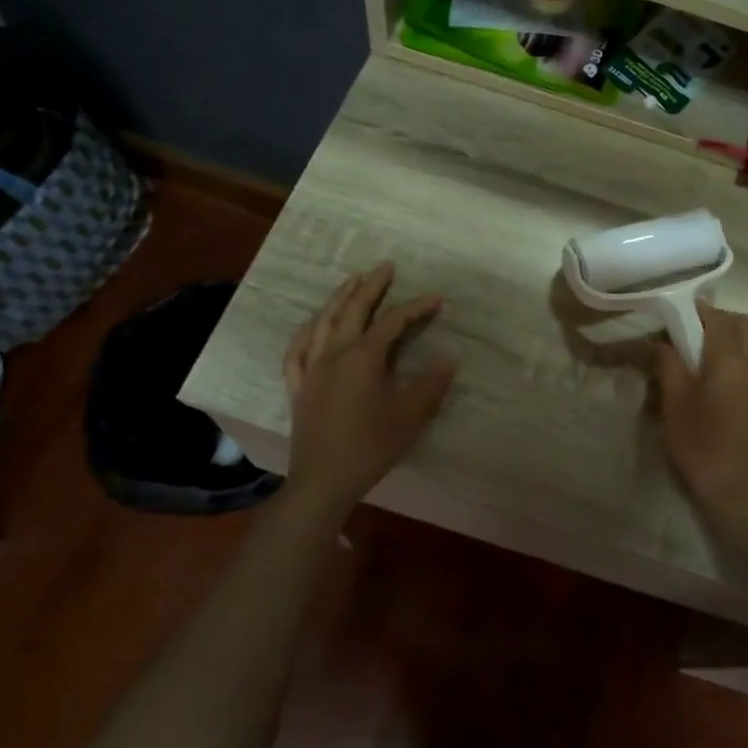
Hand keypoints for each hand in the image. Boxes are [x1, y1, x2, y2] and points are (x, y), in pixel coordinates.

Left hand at [281, 262, 456, 512]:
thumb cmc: (371, 446)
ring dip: (339, 299)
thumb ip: (432, 384)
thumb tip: (450, 359)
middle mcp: (334, 353)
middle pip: (353, 310)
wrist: (324, 480)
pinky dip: (306, 331)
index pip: (393, 322)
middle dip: (371, 286)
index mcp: (364, 357)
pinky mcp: (298, 386)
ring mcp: (311, 368)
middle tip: (385, 266)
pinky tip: (312, 325)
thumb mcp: (411, 415)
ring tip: (351, 282)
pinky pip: (297, 350)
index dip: (416, 307)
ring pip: (323, 323)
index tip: (436, 299)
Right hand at [652, 304, 747, 524]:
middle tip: (694, 333)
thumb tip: (662, 343)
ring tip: (718, 351)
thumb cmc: (701, 447)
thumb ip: (669, 366)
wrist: (742, 491)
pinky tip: (738, 374)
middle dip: (720, 318)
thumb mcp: (674, 406)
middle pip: (744, 322)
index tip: (676, 316)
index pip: (714, 318)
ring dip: (741, 335)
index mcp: (727, 360)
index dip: (695, 311)